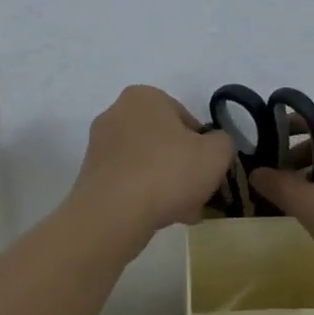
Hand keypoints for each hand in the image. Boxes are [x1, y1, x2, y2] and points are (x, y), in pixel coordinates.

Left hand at [70, 86, 235, 246]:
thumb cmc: (169, 172)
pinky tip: (161, 217)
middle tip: (200, 194)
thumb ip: (223, 142)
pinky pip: (129, 182)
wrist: (114, 213)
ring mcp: (99, 146)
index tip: (210, 171)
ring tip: (185, 213)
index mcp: (144, 97)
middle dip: (184, 168)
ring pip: (148, 164)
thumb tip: (214, 145)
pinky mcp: (90, 175)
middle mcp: (116, 113)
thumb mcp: (217, 153)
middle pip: (165, 142)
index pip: (186, 119)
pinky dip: (145, 196)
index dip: (204, 147)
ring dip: (168, 185)